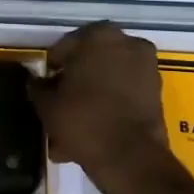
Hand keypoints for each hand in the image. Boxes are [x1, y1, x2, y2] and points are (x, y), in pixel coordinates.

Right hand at [32, 22, 175, 193]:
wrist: (131, 158)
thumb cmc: (84, 120)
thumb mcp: (48, 105)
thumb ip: (38, 87)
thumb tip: (36, 82)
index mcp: (98, 35)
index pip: (64, 48)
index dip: (52, 70)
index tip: (46, 89)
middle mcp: (126, 42)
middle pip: (90, 62)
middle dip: (75, 82)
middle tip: (60, 105)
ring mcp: (145, 66)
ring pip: (108, 79)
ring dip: (92, 95)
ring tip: (75, 124)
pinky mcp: (156, 91)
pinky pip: (124, 93)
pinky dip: (111, 105)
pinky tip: (94, 129)